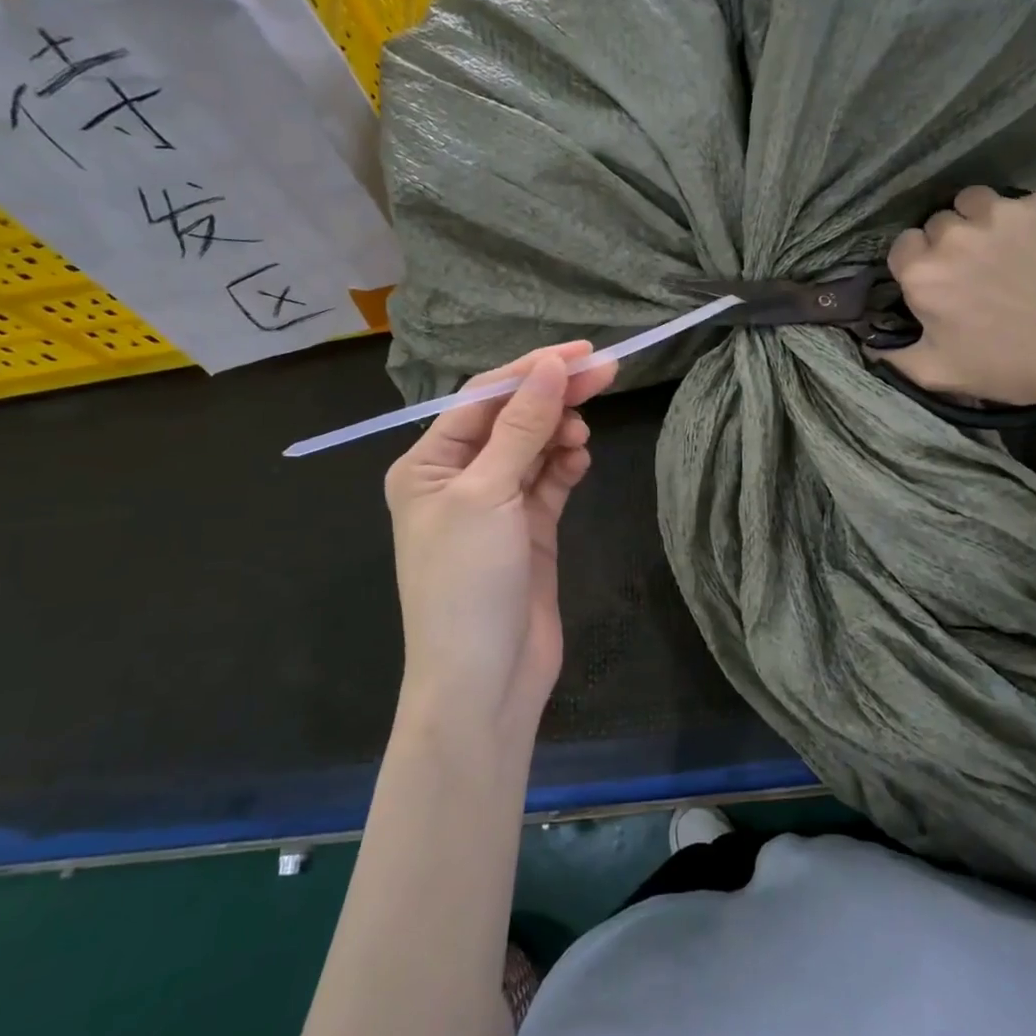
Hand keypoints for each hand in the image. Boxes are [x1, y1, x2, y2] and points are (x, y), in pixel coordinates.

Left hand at [385, 342, 617, 734]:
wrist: (484, 682)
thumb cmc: (467, 583)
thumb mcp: (488, 495)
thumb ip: (522, 427)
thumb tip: (551, 366)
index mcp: (428, 463)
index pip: (483, 397)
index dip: (530, 369)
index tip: (581, 352)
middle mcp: (459, 477)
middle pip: (513, 419)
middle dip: (555, 395)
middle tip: (607, 372)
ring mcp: (496, 505)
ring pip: (534, 448)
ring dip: (560, 433)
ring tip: (582, 436)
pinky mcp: (529, 529)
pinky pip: (549, 481)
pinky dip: (566, 465)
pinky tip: (580, 459)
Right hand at [887, 187, 1035, 410]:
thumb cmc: (1012, 366)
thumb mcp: (940, 374)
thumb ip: (894, 358)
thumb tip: (866, 345)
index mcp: (924, 273)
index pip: (902, 248)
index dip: (917, 266)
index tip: (936, 286)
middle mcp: (956, 233)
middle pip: (938, 224)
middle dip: (949, 245)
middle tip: (975, 274)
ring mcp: (1006, 211)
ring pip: (977, 202)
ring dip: (982, 222)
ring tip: (1005, 251)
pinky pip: (1027, 202)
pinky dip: (1031, 221)